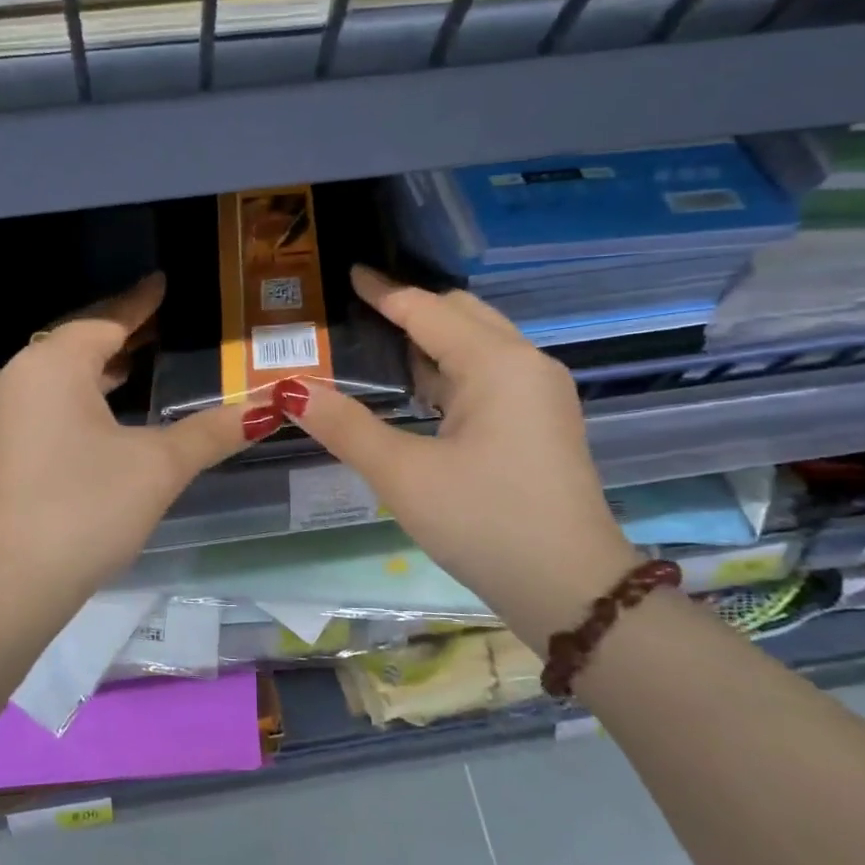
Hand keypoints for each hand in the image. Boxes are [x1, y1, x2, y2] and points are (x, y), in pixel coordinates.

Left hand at [0, 273, 259, 616]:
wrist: (12, 582)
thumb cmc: (87, 507)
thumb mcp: (160, 465)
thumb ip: (214, 430)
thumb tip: (272, 406)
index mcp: (54, 362)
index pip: (106, 320)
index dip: (140, 303)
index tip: (164, 282)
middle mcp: (21, 374)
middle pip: (80, 339)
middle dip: (123, 332)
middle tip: (167, 322)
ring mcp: (6, 410)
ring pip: (62, 370)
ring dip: (101, 363)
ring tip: (145, 358)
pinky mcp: (4, 442)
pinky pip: (49, 397)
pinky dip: (82, 391)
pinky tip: (110, 407)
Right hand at [278, 266, 638, 646]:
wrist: (571, 590)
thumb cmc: (485, 523)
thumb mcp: (403, 475)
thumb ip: (345, 426)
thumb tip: (292, 390)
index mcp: (497, 363)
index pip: (427, 310)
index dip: (383, 291)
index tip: (349, 273)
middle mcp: (526, 364)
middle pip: (461, 315)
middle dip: (411, 309)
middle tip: (358, 313)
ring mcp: (540, 394)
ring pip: (478, 345)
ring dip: (431, 341)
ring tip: (378, 348)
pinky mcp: (541, 422)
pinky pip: (489, 376)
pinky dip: (450, 371)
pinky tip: (418, 392)